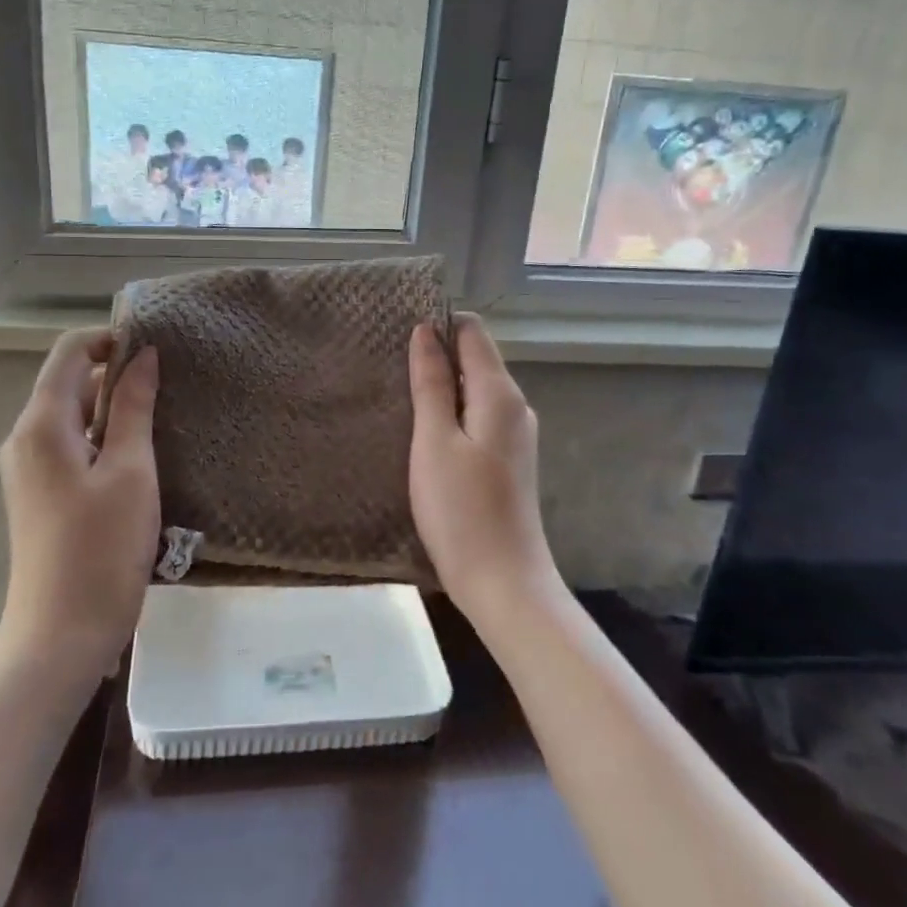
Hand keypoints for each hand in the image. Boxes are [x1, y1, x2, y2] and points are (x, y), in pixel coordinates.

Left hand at [0, 329, 159, 676]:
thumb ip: (134, 408)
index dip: (110, 339)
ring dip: (115, 409)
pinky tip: (141, 457)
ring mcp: (29, 469)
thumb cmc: (102, 549)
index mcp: (42, 425)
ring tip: (163, 419)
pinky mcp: (40, 494)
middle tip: (170, 386)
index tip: (156, 348)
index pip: (70, 352)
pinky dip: (105, 439)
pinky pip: (72, 446)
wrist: (61, 635)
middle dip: (117, 375)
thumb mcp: (131, 471)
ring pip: (74, 416)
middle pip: (70, 382)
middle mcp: (25, 439)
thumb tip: (143, 356)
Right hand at [409, 315, 560, 624]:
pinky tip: (426, 433)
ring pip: (476, 391)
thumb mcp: (434, 441)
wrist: (503, 582)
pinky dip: (453, 414)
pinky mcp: (509, 459)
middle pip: (476, 359)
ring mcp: (516, 434)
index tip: (399, 333)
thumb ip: (431, 383)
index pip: (473, 332)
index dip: (439, 324)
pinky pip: (479, 418)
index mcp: (500, 394)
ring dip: (443, 388)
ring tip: (400, 397)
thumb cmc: (461, 510)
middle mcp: (516, 406)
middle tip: (389, 366)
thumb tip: (425, 332)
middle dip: (437, 356)